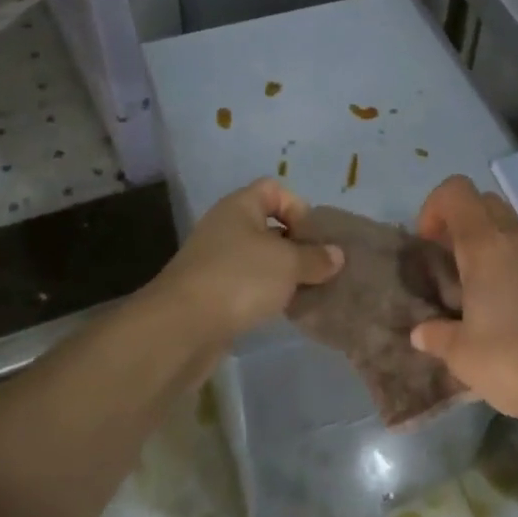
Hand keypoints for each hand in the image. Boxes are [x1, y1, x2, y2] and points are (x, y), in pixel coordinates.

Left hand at [148, 178, 343, 342]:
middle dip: (296, 245)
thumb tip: (336, 255)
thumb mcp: (288, 264)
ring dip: (283, 274)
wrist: (182, 327)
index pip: (274, 190)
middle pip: (268, 226)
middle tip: (318, 268)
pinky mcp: (211, 293)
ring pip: (259, 259)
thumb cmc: (239, 279)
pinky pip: (247, 285)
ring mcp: (215, 261)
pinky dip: (266, 294)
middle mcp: (225, 227)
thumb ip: (316, 257)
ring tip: (305, 292)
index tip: (313, 238)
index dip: (298, 207)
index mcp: (239, 206)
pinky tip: (282, 311)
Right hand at [410, 175, 517, 423]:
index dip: (434, 208)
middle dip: (458, 222)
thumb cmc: (514, 362)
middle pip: (482, 202)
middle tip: (446, 262)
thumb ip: (436, 335)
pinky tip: (502, 302)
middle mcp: (516, 238)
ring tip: (471, 286)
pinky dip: (507, 259)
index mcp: (486, 245)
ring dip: (484, 241)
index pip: (456, 191)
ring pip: (506, 224)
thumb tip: (421, 332)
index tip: (427, 245)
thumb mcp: (461, 354)